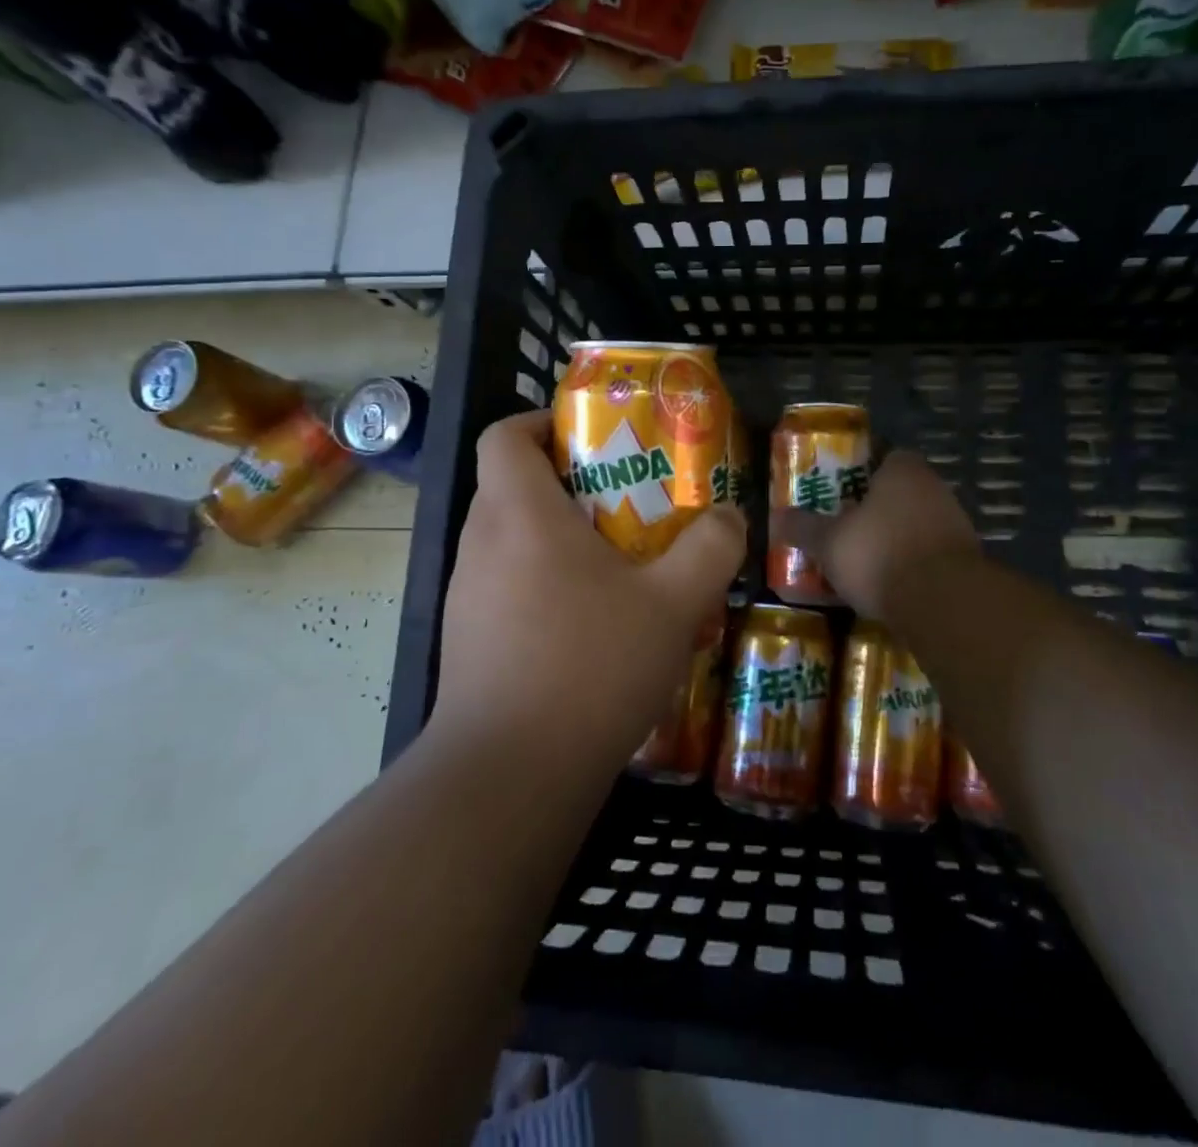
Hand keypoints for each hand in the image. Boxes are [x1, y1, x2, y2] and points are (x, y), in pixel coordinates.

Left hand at [434, 410, 746, 772]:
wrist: (510, 775)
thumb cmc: (590, 666)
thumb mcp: (672, 604)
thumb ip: (709, 549)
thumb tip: (728, 517)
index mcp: (520, 514)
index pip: (506, 435)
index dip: (543, 423)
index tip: (591, 441)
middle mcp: (482, 544)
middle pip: (514, 486)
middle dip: (570, 486)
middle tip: (628, 505)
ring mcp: (469, 595)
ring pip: (513, 541)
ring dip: (562, 541)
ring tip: (621, 569)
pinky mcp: (469, 639)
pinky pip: (509, 587)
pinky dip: (547, 586)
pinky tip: (594, 628)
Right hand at [811, 450, 980, 617]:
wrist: (943, 603)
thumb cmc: (879, 554)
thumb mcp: (828, 542)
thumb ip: (804, 527)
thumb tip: (777, 517)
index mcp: (903, 471)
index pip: (884, 456)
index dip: (862, 472)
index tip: (841, 491)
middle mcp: (935, 488)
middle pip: (901, 492)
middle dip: (877, 509)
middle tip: (847, 526)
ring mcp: (956, 524)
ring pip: (916, 524)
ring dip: (895, 538)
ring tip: (865, 560)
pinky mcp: (966, 560)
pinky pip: (930, 554)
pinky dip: (912, 565)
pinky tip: (891, 584)